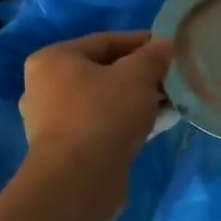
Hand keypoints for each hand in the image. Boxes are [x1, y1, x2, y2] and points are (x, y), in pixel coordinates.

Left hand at [20, 32, 172, 189]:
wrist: (79, 180)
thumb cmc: (104, 114)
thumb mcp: (137, 75)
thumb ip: (153, 55)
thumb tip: (165, 45)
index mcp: (54, 59)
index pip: (106, 41)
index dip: (142, 42)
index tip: (171, 49)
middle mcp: (46, 87)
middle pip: (105, 71)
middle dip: (143, 74)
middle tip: (174, 77)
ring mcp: (55, 121)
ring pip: (106, 100)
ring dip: (139, 99)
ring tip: (173, 101)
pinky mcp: (68, 149)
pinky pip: (104, 124)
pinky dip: (129, 120)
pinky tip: (160, 123)